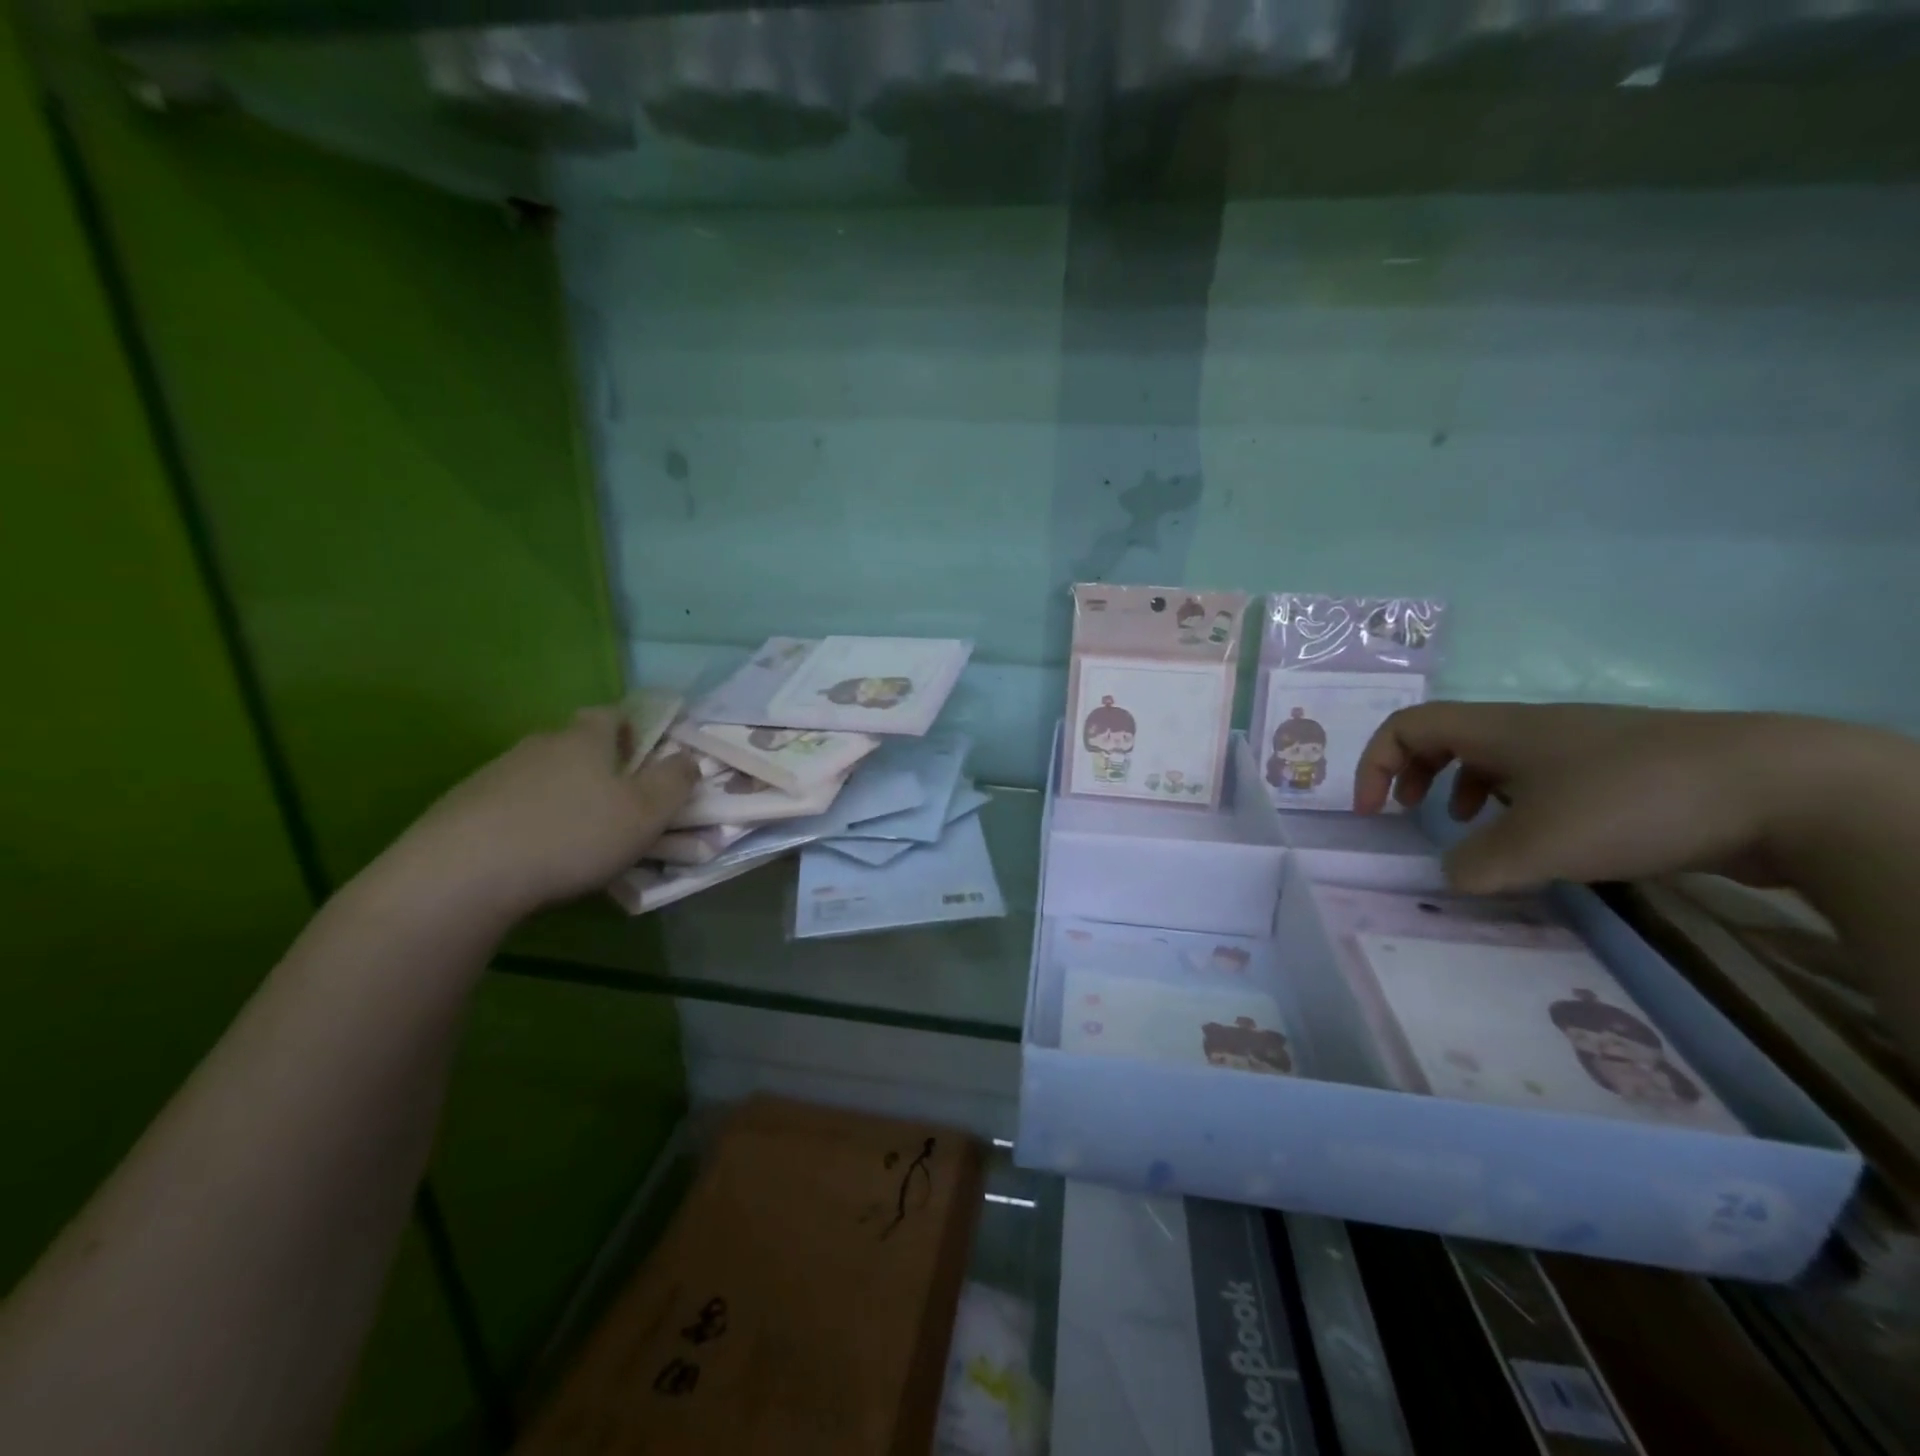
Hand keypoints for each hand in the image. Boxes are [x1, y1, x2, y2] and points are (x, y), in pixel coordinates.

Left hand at [379, 707, 697, 919]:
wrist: (461, 874)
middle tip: (615, 806)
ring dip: (562, 798)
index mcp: (585, 739)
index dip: (631, 730)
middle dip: (598, 769)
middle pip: (575, 746)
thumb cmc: (571, 835)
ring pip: (542, 777)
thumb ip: (675, 781)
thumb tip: (687, 758)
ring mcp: (495, 774)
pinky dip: (528, 822)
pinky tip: (532, 856)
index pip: (611, 714)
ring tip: (575, 840)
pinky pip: (510, 806)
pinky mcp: (462, 807)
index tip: (641, 759)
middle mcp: (539, 745)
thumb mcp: (646, 812)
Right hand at [1352, 702, 1854, 893]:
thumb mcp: (1538, 845)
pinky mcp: (1622, 770)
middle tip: (1406, 812)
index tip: (1373, 812)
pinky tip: (1540, 840)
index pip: (1407, 726)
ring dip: (1463, 788)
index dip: (1375, 764)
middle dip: (1412, 772)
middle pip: (1446, 736)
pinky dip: (1517, 803)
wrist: (1780, 787)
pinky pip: (1542, 778)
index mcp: (1498, 729)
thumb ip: (1476, 865)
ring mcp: (1580, 746)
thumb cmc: (1632, 801)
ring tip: (1468, 829)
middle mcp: (1531, 728)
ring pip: (1495, 757)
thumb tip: (1451, 877)